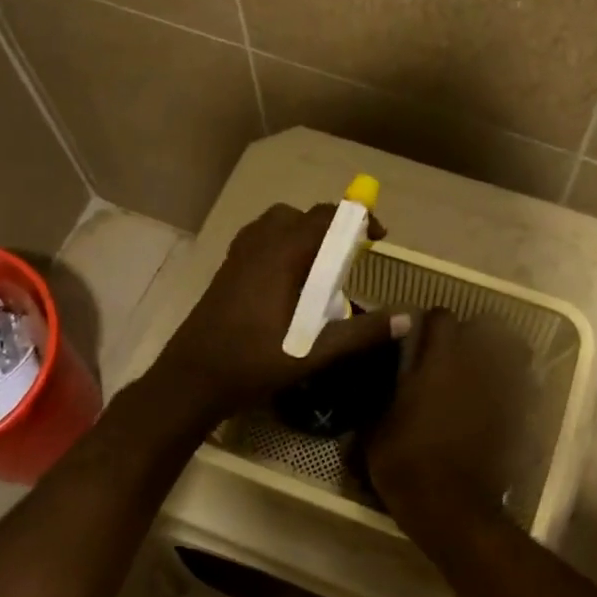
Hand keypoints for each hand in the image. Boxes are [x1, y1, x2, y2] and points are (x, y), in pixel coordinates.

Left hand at [154, 203, 409, 420]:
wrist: (190, 380)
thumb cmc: (251, 365)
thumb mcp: (312, 353)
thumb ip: (360, 334)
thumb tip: (407, 319)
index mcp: (279, 257)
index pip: (322, 218)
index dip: (355, 220)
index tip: (378, 238)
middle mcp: (256, 247)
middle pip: (298, 216)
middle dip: (329, 226)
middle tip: (351, 255)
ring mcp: (237, 258)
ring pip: (274, 225)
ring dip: (302, 234)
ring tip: (322, 267)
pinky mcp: (226, 272)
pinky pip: (259, 241)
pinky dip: (281, 245)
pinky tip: (290, 282)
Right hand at [366, 309, 531, 518]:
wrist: (452, 508)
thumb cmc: (407, 463)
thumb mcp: (375, 428)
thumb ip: (380, 395)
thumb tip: (378, 382)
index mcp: (439, 359)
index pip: (441, 316)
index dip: (430, 324)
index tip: (419, 340)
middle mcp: (477, 364)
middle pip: (487, 326)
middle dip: (472, 334)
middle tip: (453, 354)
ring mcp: (504, 389)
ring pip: (514, 352)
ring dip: (499, 355)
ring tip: (483, 371)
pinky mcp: (521, 415)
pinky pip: (524, 386)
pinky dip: (514, 387)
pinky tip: (498, 402)